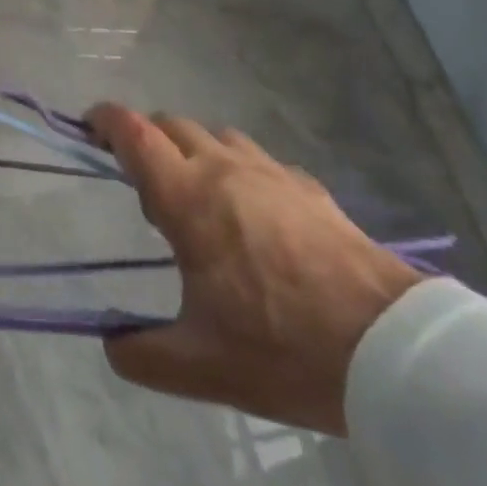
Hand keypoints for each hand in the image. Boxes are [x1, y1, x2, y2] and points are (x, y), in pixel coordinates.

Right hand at [88, 103, 422, 435]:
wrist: (399, 352)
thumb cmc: (286, 347)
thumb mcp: (203, 366)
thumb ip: (142, 353)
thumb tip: (110, 342)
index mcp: (186, 197)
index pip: (132, 131)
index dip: (103, 119)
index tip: (87, 128)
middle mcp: (222, 169)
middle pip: (170, 124)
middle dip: (144, 138)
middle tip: (140, 180)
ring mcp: (270, 174)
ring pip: (216, 136)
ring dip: (192, 150)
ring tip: (196, 195)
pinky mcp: (310, 190)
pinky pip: (259, 161)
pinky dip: (239, 170)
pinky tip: (254, 212)